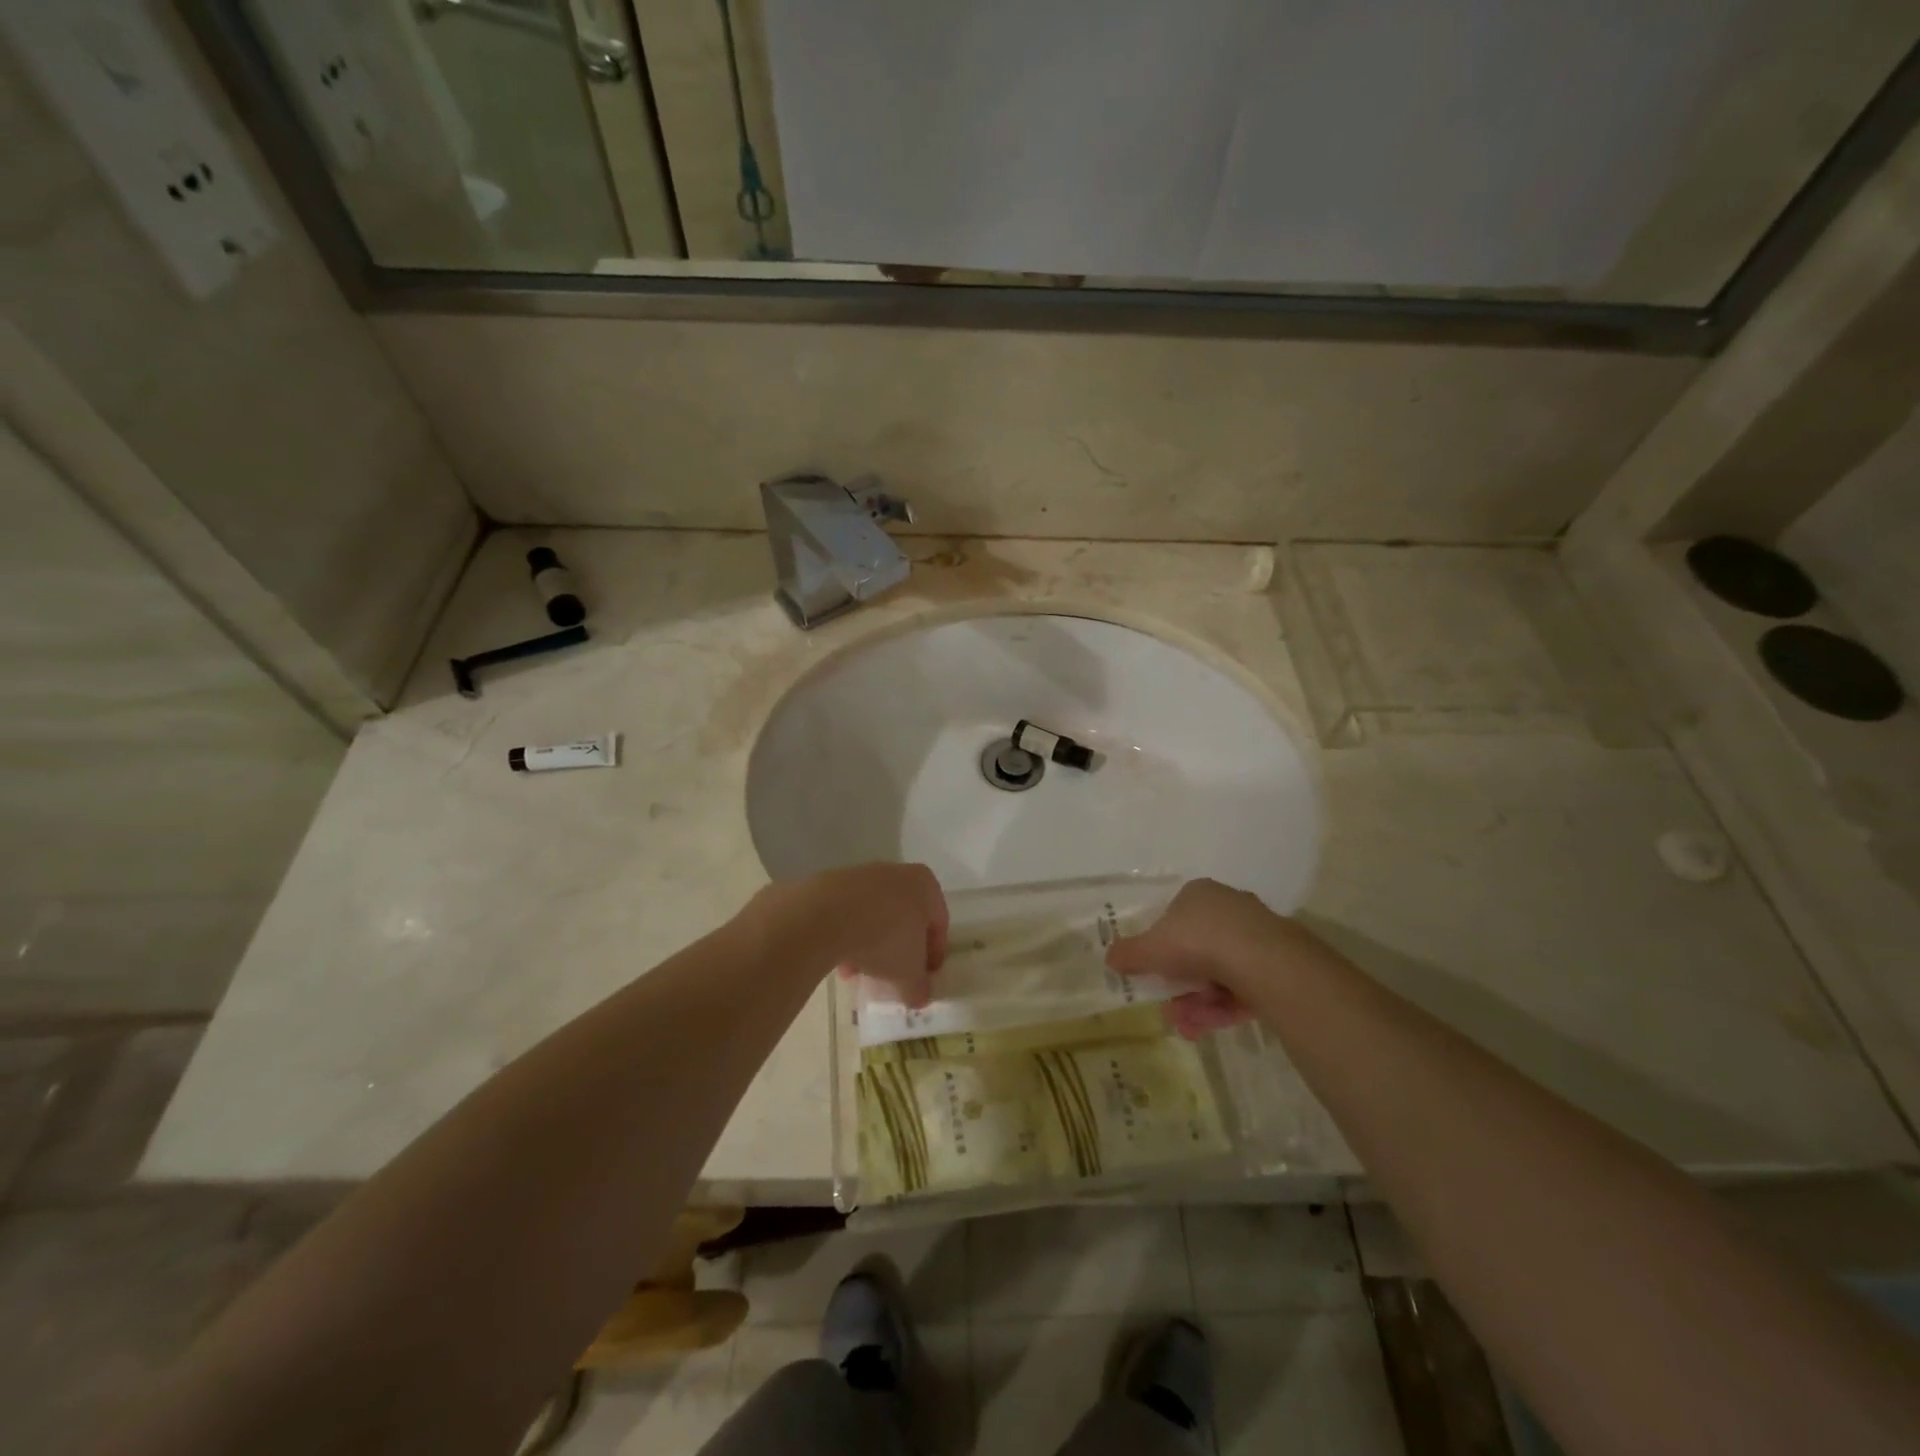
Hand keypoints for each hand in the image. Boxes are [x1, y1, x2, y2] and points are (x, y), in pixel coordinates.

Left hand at [748, 863, 947, 1006]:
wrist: (826, 916)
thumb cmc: (885, 938)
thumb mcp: (909, 973)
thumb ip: (919, 986)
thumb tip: (920, 997)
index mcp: (925, 885)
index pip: (938, 923)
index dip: (933, 955)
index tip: (924, 979)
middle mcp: (897, 873)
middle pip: (904, 919)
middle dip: (898, 952)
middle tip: (892, 978)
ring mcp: (863, 875)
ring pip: (875, 918)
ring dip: (871, 948)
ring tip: (859, 975)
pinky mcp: (833, 884)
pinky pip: (849, 915)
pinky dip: (848, 937)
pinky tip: (839, 963)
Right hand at [1105, 878, 1315, 1038]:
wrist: (1260, 961)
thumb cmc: (1197, 941)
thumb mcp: (1150, 948)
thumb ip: (1128, 953)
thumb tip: (1109, 957)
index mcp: (1199, 894)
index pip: (1175, 918)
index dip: (1161, 948)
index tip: (1154, 974)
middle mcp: (1229, 909)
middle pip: (1197, 951)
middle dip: (1180, 986)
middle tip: (1169, 1009)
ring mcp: (1256, 937)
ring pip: (1219, 974)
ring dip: (1198, 1003)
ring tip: (1187, 1027)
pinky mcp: (1276, 965)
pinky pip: (1241, 988)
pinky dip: (1223, 1008)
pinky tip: (1208, 1027)